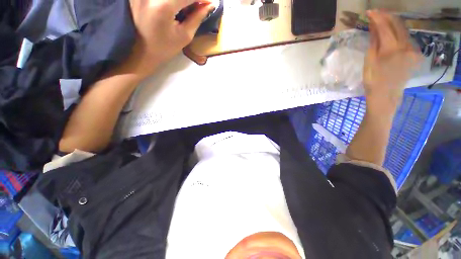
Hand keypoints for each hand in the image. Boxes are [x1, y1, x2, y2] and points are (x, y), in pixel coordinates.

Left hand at [126, 0, 214, 76]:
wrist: (141, 51)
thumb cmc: (165, 48)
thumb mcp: (184, 36)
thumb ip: (197, 18)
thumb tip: (209, 5)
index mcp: (163, 5)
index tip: (210, 3)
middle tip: (199, 5)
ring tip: (188, 6)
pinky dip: (174, 0)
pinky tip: (178, 5)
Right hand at [364, 10, 422, 107]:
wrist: (386, 96)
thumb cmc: (373, 81)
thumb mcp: (369, 61)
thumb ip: (374, 42)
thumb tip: (374, 26)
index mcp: (391, 49)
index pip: (384, 26)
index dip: (377, 17)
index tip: (369, 12)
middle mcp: (405, 46)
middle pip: (397, 24)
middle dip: (386, 16)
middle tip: (375, 13)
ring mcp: (412, 49)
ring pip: (403, 29)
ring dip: (392, 22)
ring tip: (382, 20)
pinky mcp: (414, 53)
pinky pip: (406, 37)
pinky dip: (398, 31)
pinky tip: (391, 30)